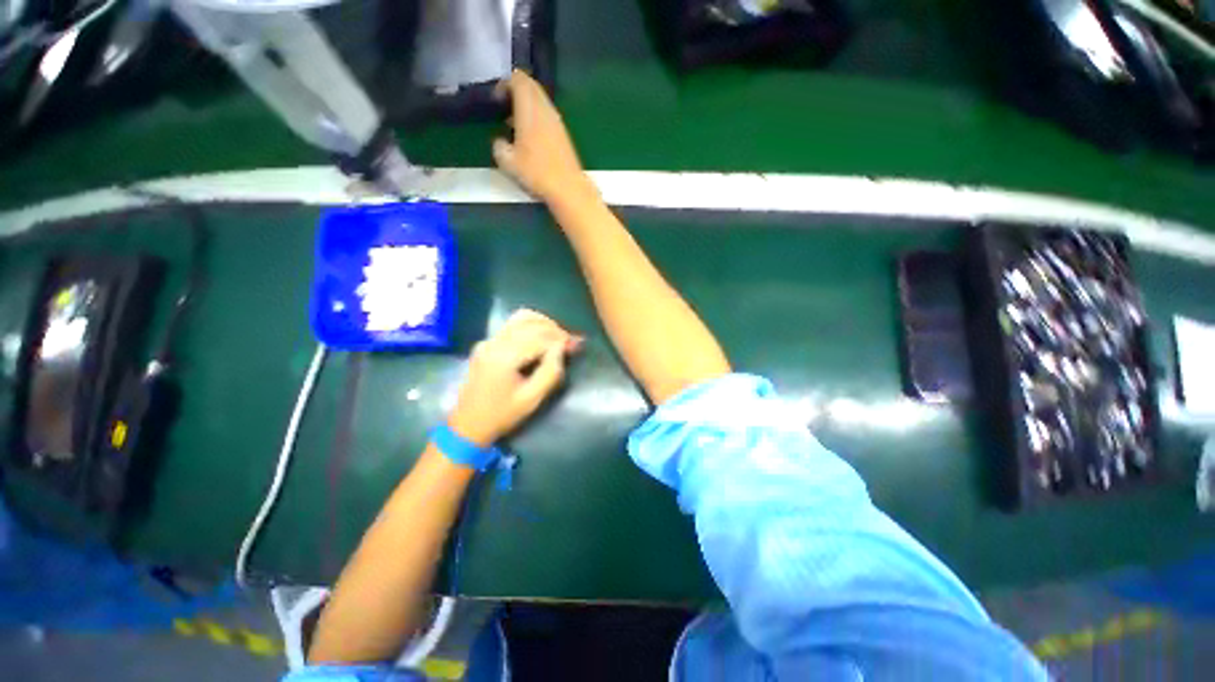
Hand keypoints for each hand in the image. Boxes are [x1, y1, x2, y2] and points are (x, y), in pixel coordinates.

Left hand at [448, 309, 582, 447]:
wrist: (467, 425)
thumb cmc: (502, 415)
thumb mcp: (532, 399)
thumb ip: (550, 372)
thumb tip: (561, 349)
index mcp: (504, 357)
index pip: (539, 338)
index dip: (561, 339)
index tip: (577, 345)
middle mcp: (494, 342)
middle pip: (531, 323)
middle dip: (555, 330)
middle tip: (571, 342)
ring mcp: (488, 340)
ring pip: (521, 318)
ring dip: (544, 324)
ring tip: (558, 337)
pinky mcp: (487, 343)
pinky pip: (512, 325)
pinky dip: (531, 325)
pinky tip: (542, 336)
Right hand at [493, 70, 594, 204]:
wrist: (568, 188)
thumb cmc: (536, 172)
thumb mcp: (508, 162)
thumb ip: (499, 146)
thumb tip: (500, 142)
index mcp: (530, 108)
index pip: (518, 79)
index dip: (504, 83)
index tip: (495, 100)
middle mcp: (545, 109)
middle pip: (531, 86)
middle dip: (516, 91)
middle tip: (503, 106)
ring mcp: (557, 121)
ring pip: (541, 101)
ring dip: (527, 105)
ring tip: (514, 123)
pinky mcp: (563, 134)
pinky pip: (547, 115)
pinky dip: (536, 117)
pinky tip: (529, 137)